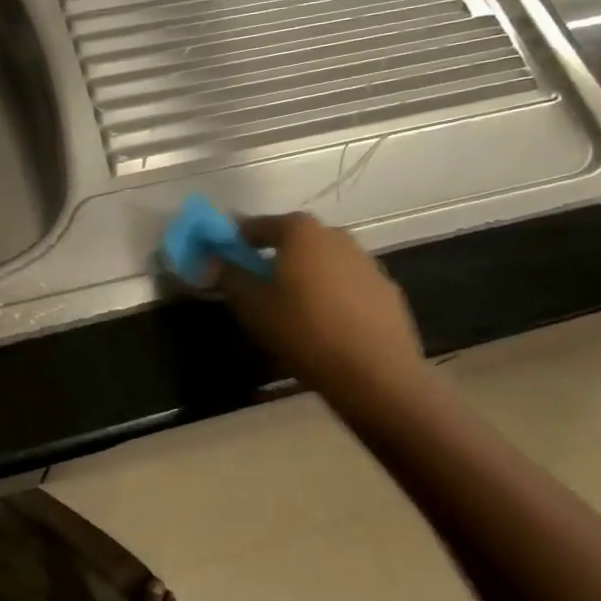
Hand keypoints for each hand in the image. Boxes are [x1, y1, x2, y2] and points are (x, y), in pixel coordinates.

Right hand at [216, 213, 432, 407]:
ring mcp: (367, 262)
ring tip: (293, 307)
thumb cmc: (304, 331)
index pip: (258, 225)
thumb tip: (212, 260)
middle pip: (296, 240)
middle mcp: (336, 235)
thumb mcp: (253, 306)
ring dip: (306, 275)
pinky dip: (333, 295)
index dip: (237, 239)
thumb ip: (229, 276)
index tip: (224, 256)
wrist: (376, 375)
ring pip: (324, 262)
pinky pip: (348, 285)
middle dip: (275, 256)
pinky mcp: (387, 290)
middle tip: (258, 283)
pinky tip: (327, 324)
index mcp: (301, 231)